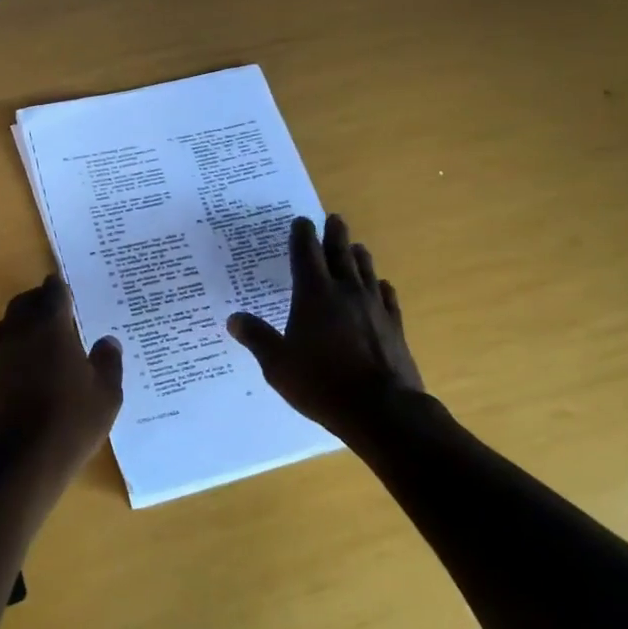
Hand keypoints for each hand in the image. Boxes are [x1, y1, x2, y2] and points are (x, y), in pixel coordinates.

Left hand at [0, 276, 123, 497]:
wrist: (21, 462)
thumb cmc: (70, 421)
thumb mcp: (106, 394)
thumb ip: (108, 362)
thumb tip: (108, 341)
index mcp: (49, 326)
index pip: (53, 292)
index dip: (62, 288)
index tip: (70, 290)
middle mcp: (19, 331)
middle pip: (26, 302)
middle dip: (41, 301)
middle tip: (61, 310)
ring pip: (11, 324)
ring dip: (26, 323)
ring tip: (49, 337)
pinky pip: (5, 349)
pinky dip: (19, 347)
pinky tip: (35, 365)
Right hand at [227, 214, 423, 437]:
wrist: (382, 410)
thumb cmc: (321, 383)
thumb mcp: (277, 364)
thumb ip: (257, 338)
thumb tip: (233, 319)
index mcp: (313, 295)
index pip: (306, 254)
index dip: (302, 235)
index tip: (301, 221)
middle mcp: (345, 293)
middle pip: (340, 254)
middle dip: (334, 234)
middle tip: (334, 218)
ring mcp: (374, 308)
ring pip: (366, 271)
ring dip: (358, 255)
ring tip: (355, 246)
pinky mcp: (394, 326)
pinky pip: (387, 297)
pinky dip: (381, 286)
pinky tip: (381, 286)